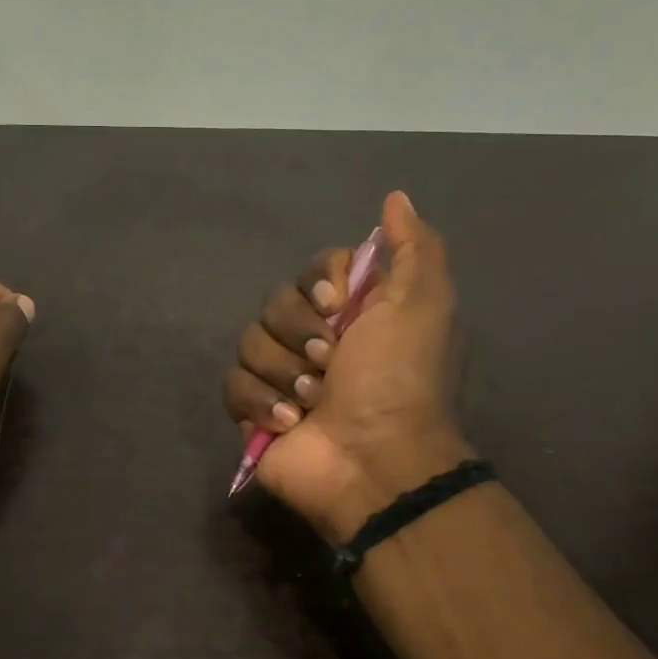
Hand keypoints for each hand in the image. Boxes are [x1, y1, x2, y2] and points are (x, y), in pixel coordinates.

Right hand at [222, 191, 471, 542]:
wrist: (375, 461)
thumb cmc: (400, 380)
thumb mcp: (424, 305)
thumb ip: (414, 249)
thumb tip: (396, 197)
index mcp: (353, 313)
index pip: (313, 271)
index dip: (317, 283)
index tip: (336, 305)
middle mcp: (315, 338)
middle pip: (274, 303)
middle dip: (299, 333)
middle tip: (330, 363)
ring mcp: (282, 376)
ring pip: (249, 343)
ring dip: (284, 373)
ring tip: (313, 403)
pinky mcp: (255, 412)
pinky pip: (233, 385)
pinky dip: (261, 403)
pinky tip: (290, 424)